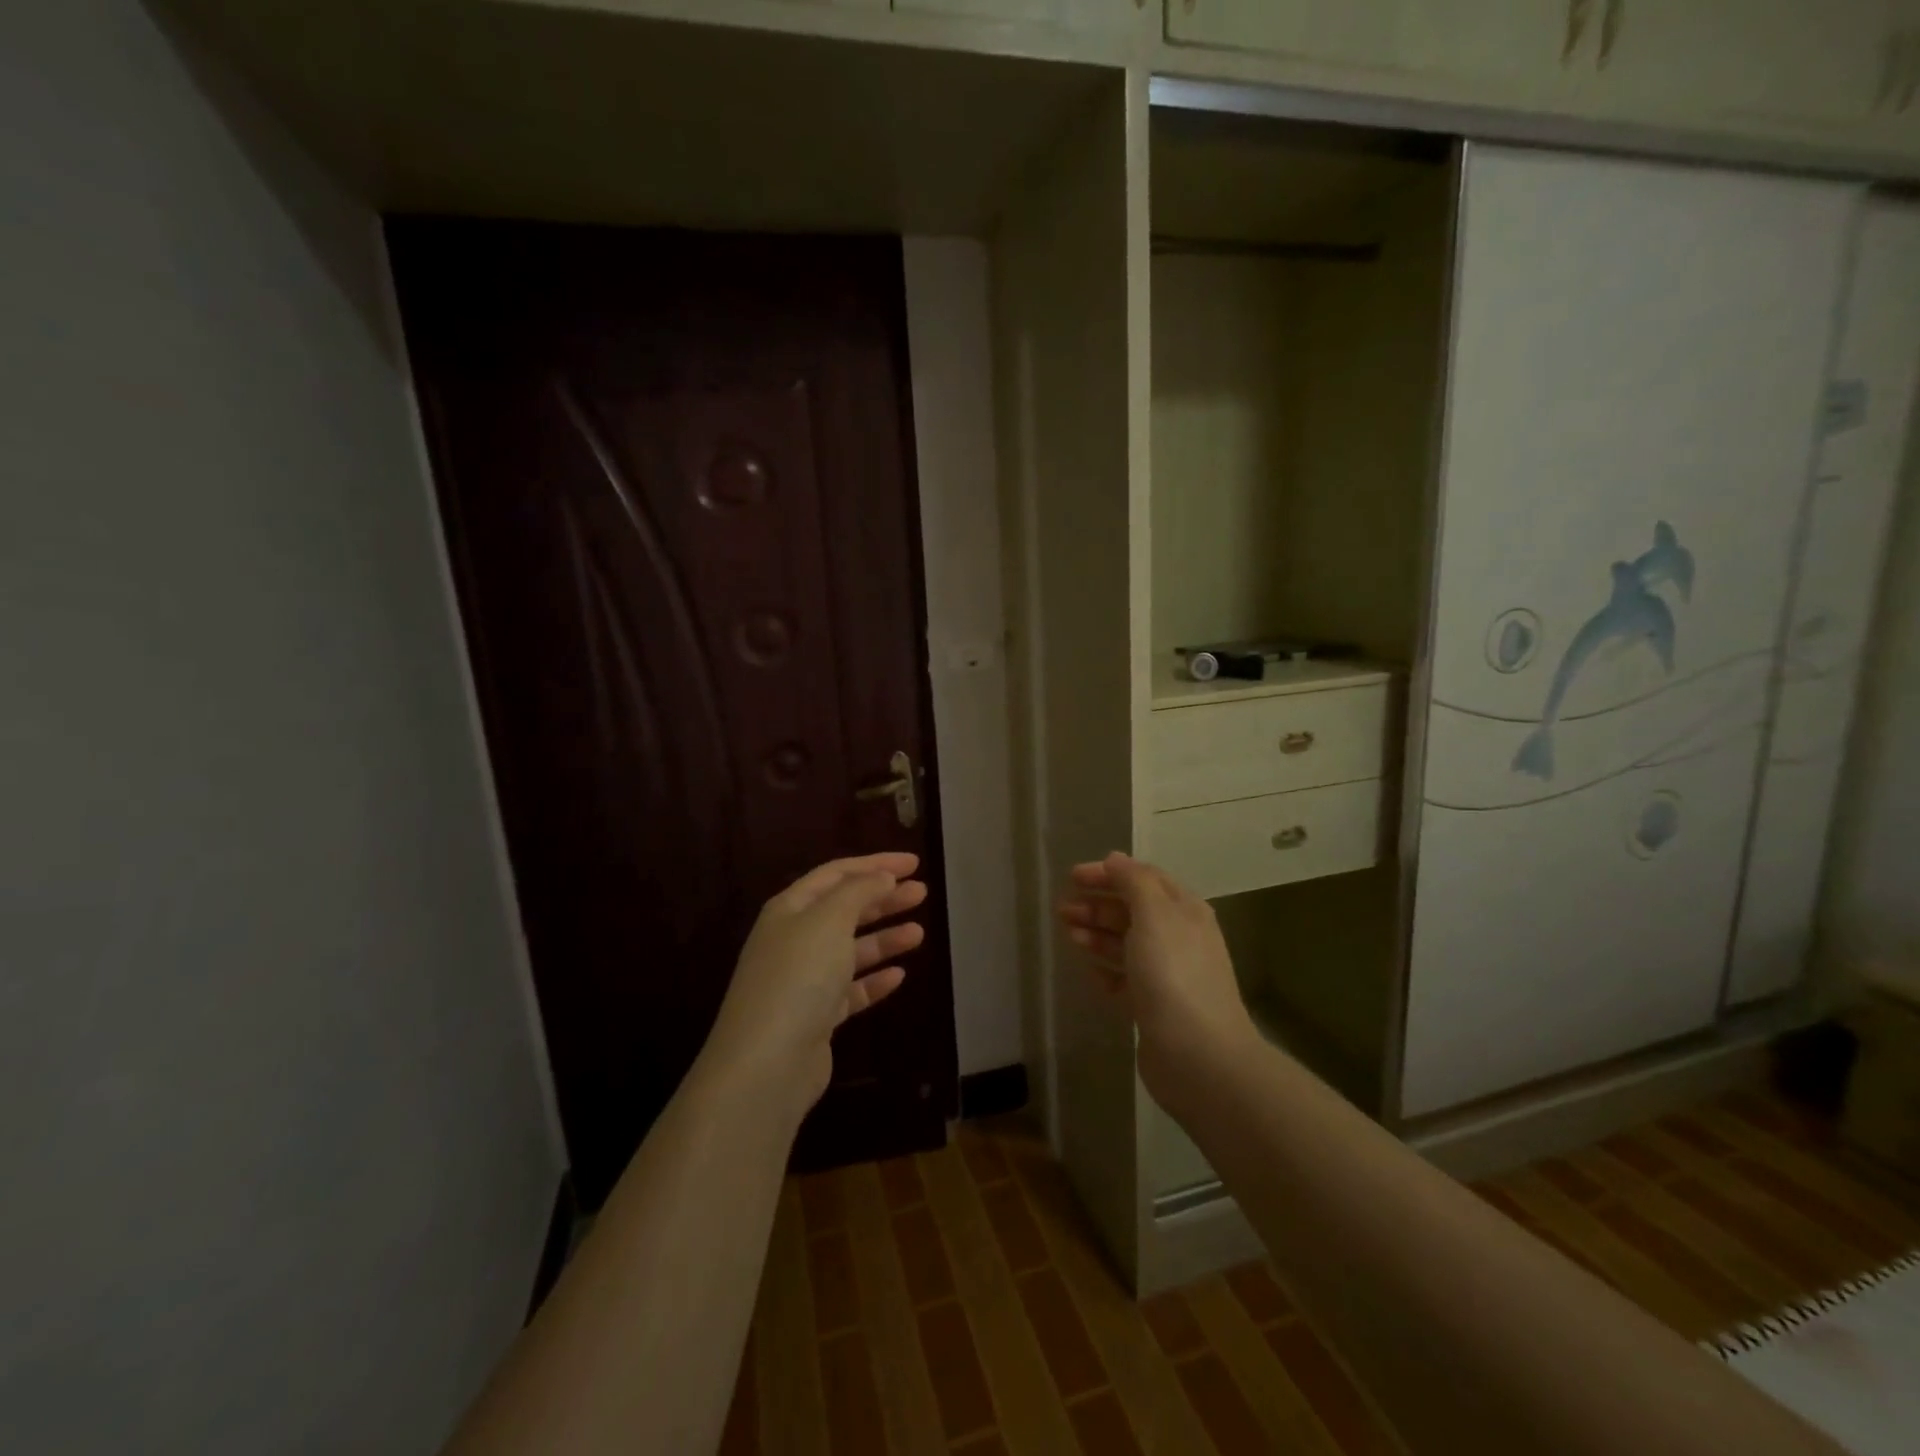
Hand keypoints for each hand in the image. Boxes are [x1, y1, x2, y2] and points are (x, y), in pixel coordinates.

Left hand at [706, 853, 927, 1116]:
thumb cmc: (799, 976)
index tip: (914, 864)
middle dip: (883, 898)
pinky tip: (899, 976)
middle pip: (845, 910)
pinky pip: (851, 990)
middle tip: (922, 893)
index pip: (837, 874)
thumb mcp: (830, 920)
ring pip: (851, 950)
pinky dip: (874, 980)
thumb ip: (859, 892)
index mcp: (790, 909)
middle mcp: (794, 939)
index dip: (875, 864)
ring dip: (885, 938)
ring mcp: (804, 980)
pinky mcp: (816, 1017)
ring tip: (919, 933)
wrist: (767, 1063)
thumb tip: (881, 877)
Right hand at [1057, 852, 1260, 1113]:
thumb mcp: (1154, 915)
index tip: (1072, 876)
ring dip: (1097, 934)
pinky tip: (1089, 971)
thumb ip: (1134, 882)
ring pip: (1125, 944)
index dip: (1109, 873)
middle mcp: (1178, 937)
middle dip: (1097, 905)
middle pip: (1132, 911)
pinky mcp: (1154, 1006)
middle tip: (1062, 909)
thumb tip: (1115, 859)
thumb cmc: (1174, 974)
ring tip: (1069, 934)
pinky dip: (1106, 970)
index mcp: (1184, 910)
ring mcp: (1167, 974)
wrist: (1199, 1057)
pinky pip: (1125, 979)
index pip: (1143, 879)